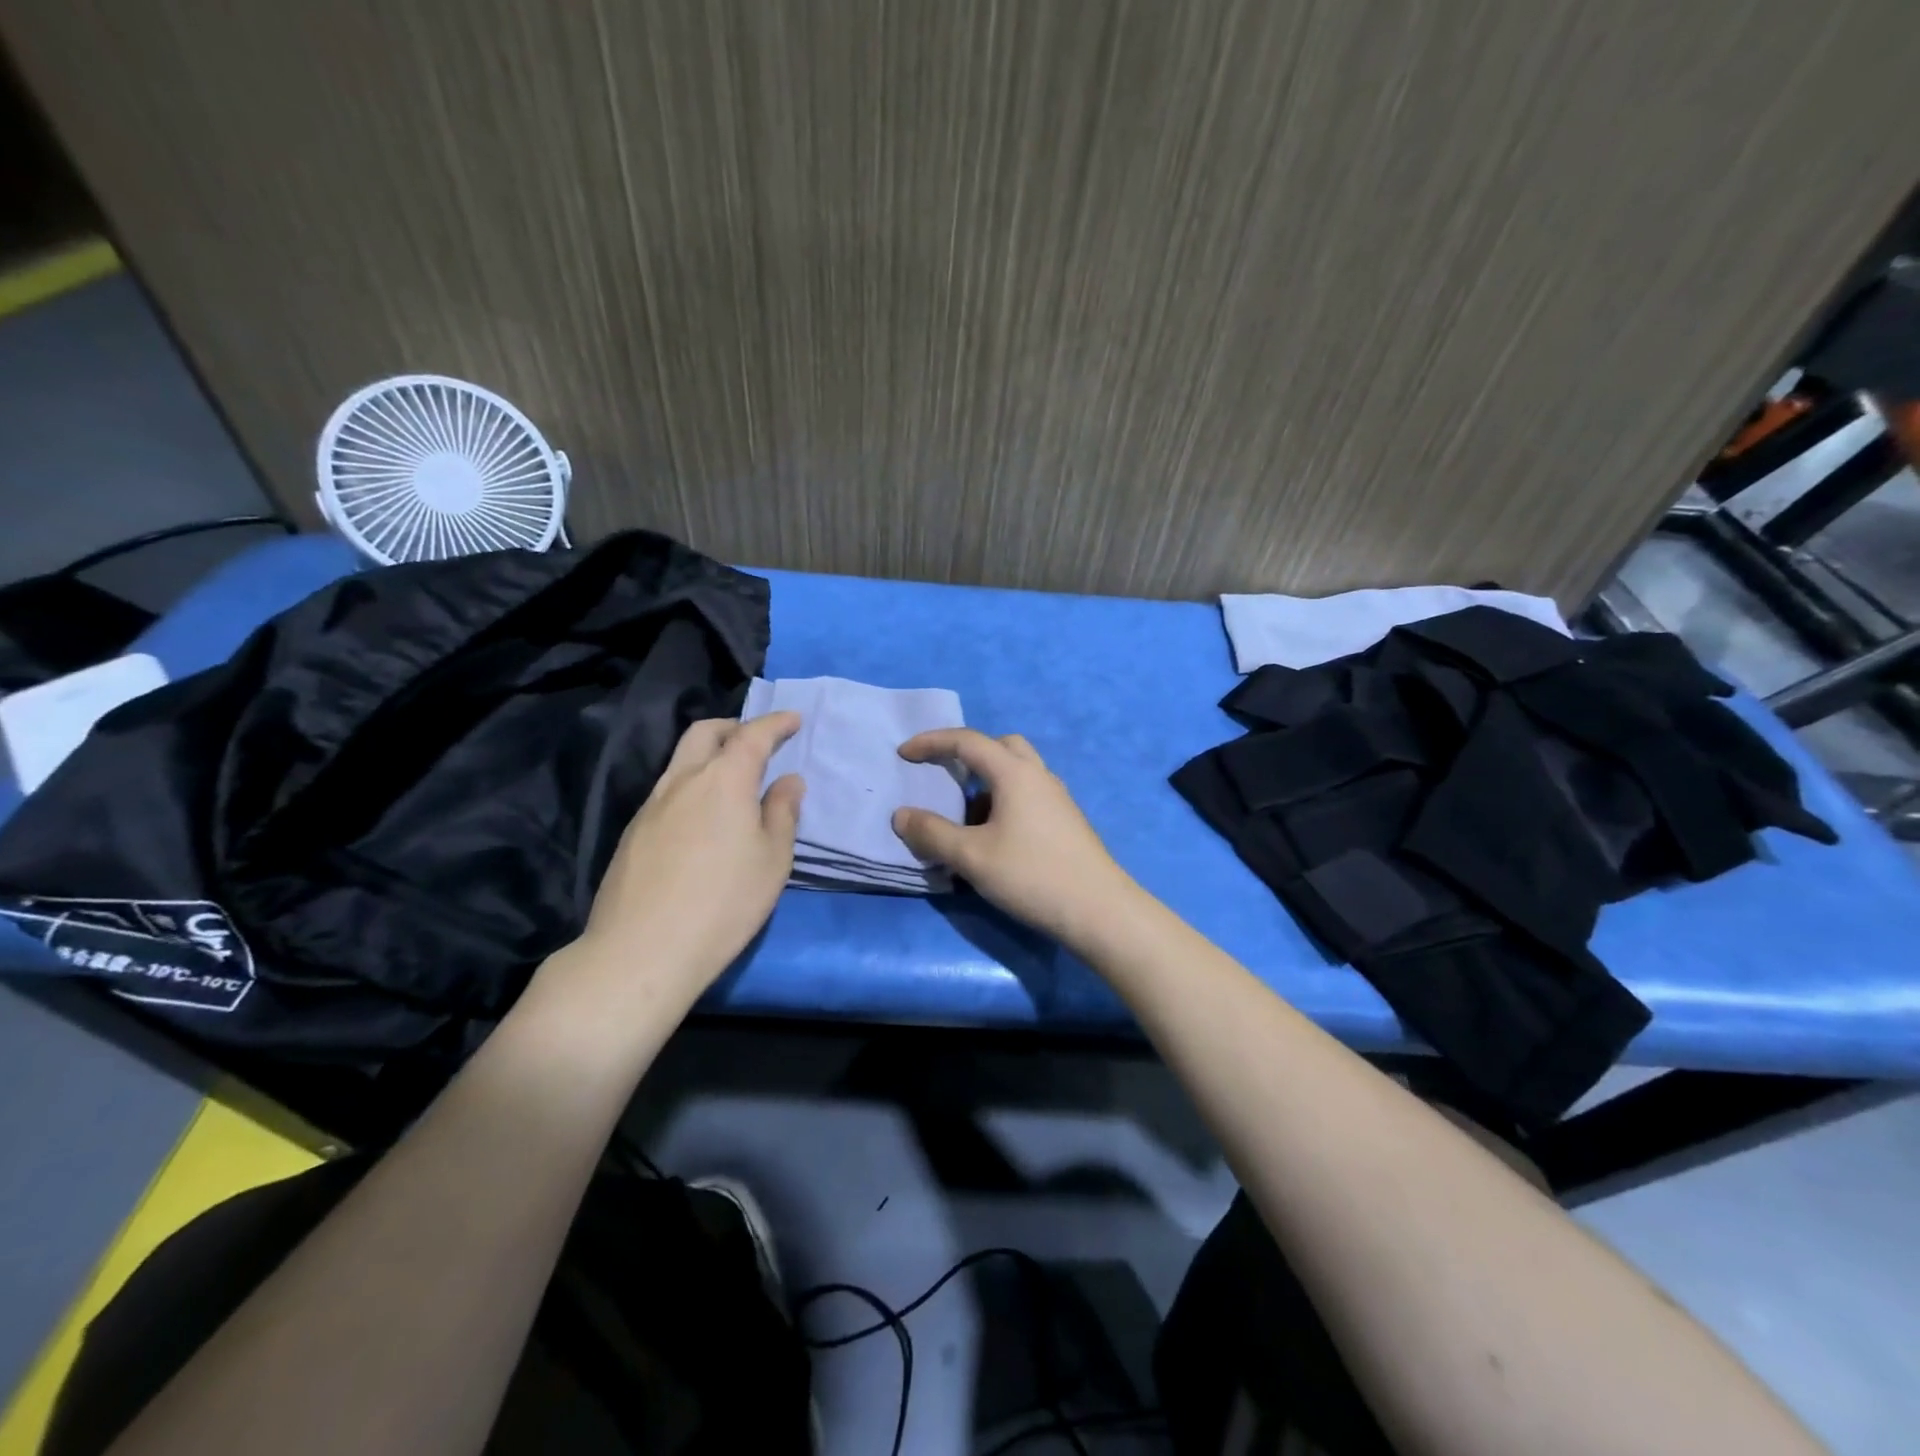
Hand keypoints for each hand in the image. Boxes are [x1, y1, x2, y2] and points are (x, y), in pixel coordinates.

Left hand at [569, 713, 803, 1005]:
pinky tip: (701, 819)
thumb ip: (782, 813)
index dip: (775, 723)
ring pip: (681, 761)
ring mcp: (651, 805)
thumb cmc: (724, 903)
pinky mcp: (633, 832)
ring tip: (731, 780)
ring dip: (709, 756)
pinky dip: (691, 786)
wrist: (642, 951)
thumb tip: (788, 781)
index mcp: (723, 780)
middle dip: (734, 727)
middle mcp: (682, 781)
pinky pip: (667, 791)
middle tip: (757, 741)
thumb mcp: (772, 860)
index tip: (793, 719)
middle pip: (705, 733)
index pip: (752, 735)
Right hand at [892, 728, 1139, 949]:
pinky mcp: (1065, 821)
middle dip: (967, 754)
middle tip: (944, 775)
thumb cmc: (1032, 876)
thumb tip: (901, 815)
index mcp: (1015, 773)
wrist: (1100, 911)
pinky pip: (1027, 795)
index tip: (903, 753)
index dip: (931, 742)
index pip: (967, 741)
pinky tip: (994, 837)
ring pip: (1017, 772)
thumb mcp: (972, 857)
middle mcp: (1039, 776)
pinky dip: (1003, 802)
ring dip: (986, 782)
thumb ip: (932, 833)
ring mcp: (1057, 798)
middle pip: (1000, 746)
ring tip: (964, 817)